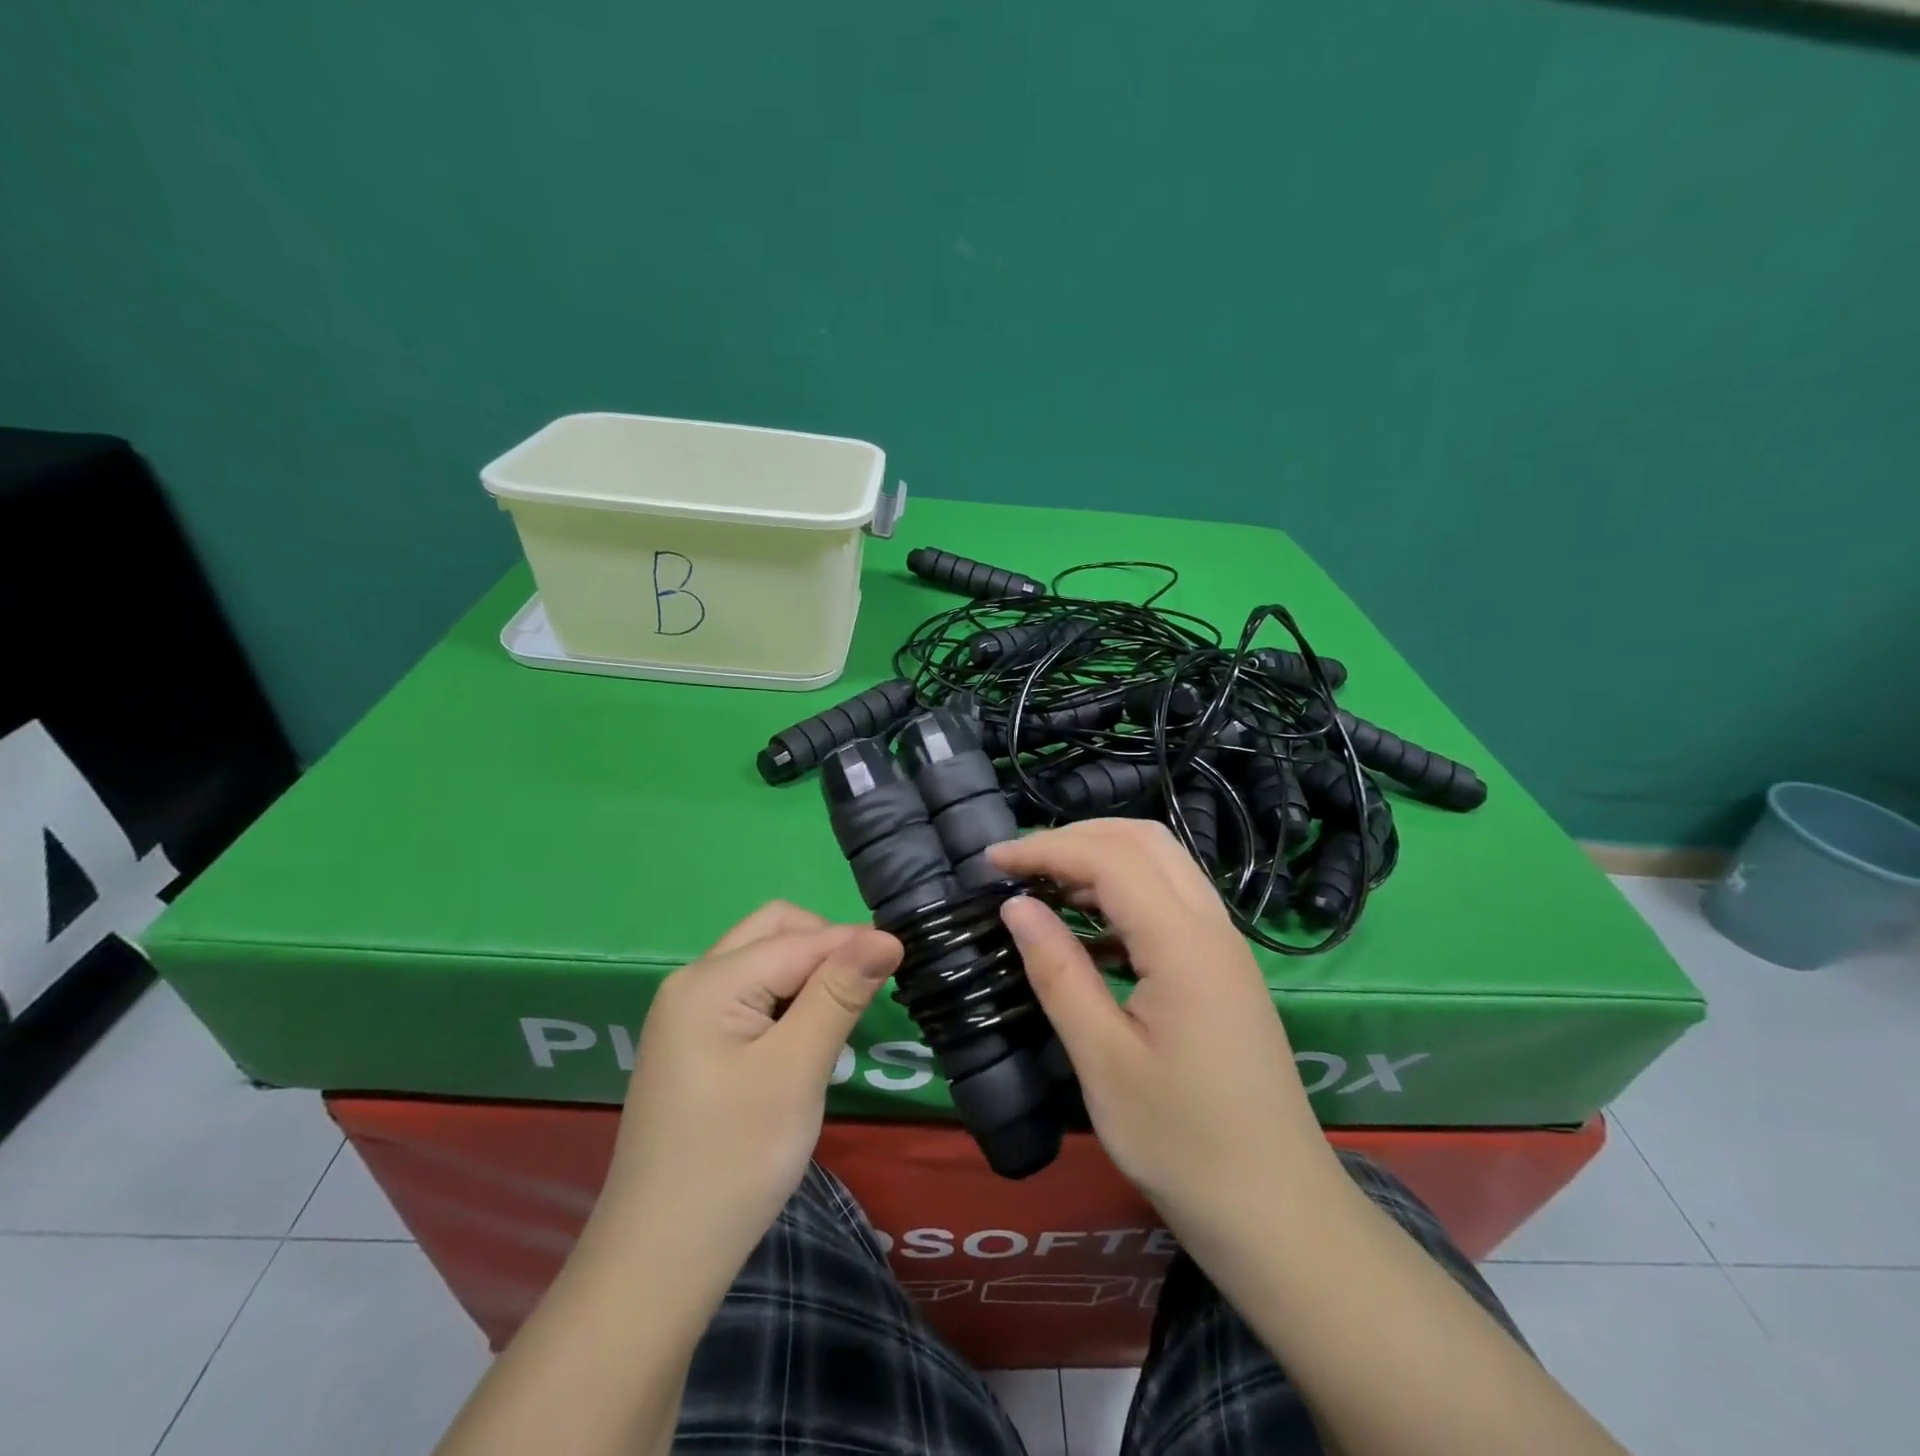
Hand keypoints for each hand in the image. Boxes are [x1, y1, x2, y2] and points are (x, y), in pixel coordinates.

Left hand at [590, 902, 901, 1281]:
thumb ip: (838, 994)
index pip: (799, 939)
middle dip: (826, 946)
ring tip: (841, 1018)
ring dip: (808, 973)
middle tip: (865, 991)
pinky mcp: (695, 1044)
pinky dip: (788, 1000)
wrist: (659, 1264)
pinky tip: (806, 1040)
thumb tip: (885, 936)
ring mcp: (688, 1014)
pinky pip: (751, 994)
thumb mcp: (796, 1071)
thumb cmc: (734, 1162)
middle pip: (774, 931)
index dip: (854, 944)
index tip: (906, 960)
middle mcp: (692, 983)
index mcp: (709, 982)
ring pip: (764, 961)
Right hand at [988, 820, 1339, 1240]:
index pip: (1109, 858)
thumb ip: (1058, 972)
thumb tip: (1016, 907)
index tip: (989, 862)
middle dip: (1075, 837)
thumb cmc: (1182, 1143)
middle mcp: (1212, 926)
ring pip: (1163, 863)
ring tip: (1045, 886)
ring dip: (1102, 858)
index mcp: (1184, 944)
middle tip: (1019, 865)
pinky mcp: (1224, 968)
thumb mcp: (1104, 1061)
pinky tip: (1090, 928)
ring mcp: (1225, 945)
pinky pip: (1172, 899)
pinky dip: (1125, 891)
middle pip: (1143, 840)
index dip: (1045, 849)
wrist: (1278, 1212)